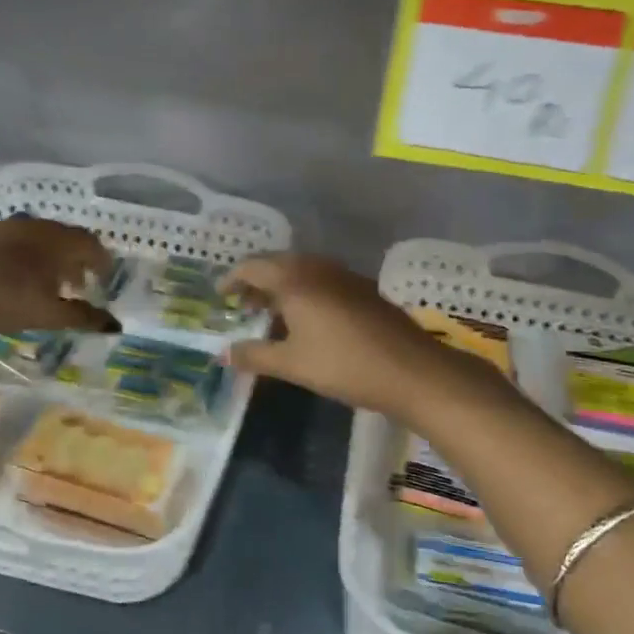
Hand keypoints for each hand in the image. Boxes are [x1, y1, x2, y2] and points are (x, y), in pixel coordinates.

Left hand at [0, 217, 118, 335]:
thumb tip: (116, 324)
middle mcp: (38, 227)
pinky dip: (31, 259)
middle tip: (81, 286)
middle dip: (79, 261)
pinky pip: (21, 243)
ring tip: (51, 286)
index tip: (105, 281)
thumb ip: (82, 317)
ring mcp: (8, 228)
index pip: (91, 244)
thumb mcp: (45, 314)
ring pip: (43, 240)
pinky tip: (18, 280)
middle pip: (68, 239)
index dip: (102, 262)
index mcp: (58, 241)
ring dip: (54, 260)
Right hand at [222, 254, 507, 427]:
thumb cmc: (344, 365)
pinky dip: (305, 291)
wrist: (411, 370)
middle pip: (277, 263)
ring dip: (282, 286)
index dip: (233, 279)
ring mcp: (344, 275)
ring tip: (273, 314)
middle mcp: (317, 268)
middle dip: (257, 281)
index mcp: (294, 280)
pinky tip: (308, 319)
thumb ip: (254, 355)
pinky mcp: (364, 288)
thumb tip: (222, 353)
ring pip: (302, 270)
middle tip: (244, 306)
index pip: (253, 266)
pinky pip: (323, 279)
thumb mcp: (292, 364)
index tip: (222, 296)